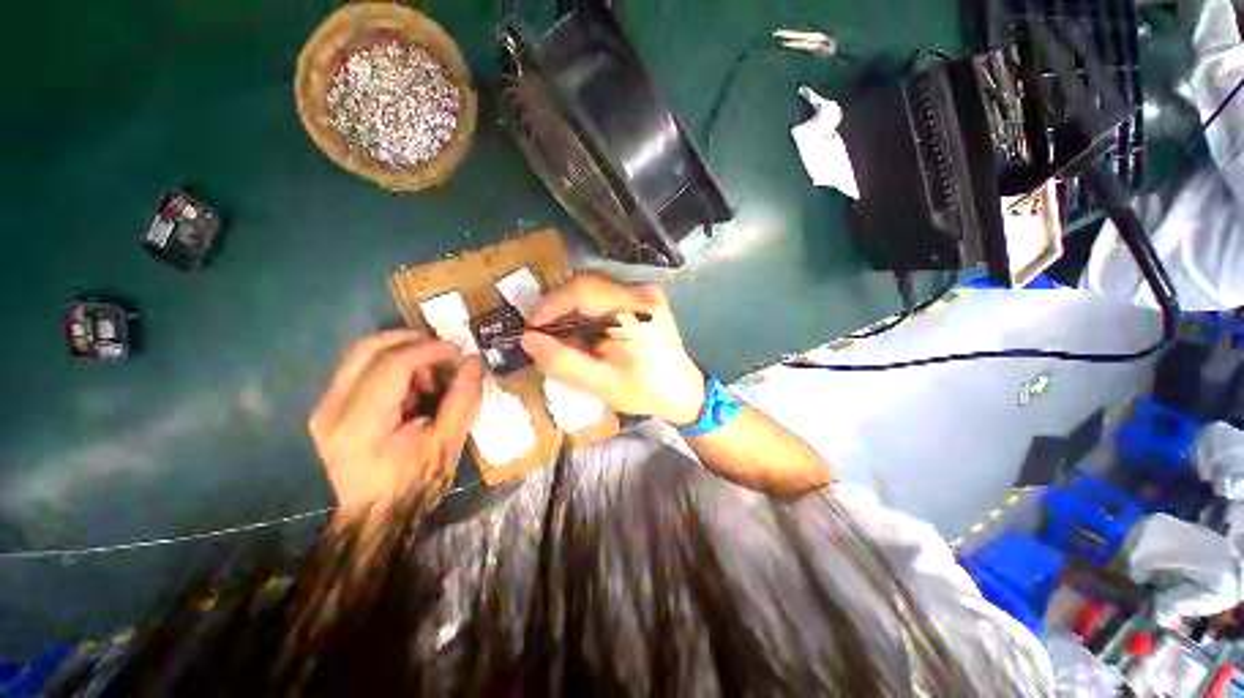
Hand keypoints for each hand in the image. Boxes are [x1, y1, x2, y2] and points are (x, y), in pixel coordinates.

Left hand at [309, 331, 482, 521]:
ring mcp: (324, 407)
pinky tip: (412, 386)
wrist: (376, 514)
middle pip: (366, 349)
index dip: (429, 350)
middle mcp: (331, 409)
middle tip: (443, 350)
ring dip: (401, 352)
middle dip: (411, 340)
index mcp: (361, 424)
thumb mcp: (449, 443)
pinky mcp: (327, 408)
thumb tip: (472, 361)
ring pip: (360, 354)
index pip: (392, 365)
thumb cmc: (416, 483)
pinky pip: (359, 368)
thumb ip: (463, 398)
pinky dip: (391, 364)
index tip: (458, 352)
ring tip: (429, 375)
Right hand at [520, 273, 705, 424]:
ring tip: (569, 340)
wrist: (682, 390)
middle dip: (560, 310)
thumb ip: (562, 362)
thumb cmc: (643, 390)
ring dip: (573, 311)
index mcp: (635, 310)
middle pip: (586, 285)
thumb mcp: (599, 384)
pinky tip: (588, 334)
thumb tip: (528, 338)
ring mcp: (645, 291)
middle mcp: (642, 291)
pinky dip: (588, 312)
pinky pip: (604, 295)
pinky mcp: (644, 297)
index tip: (533, 329)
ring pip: (593, 289)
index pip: (582, 289)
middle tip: (548, 337)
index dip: (551, 305)